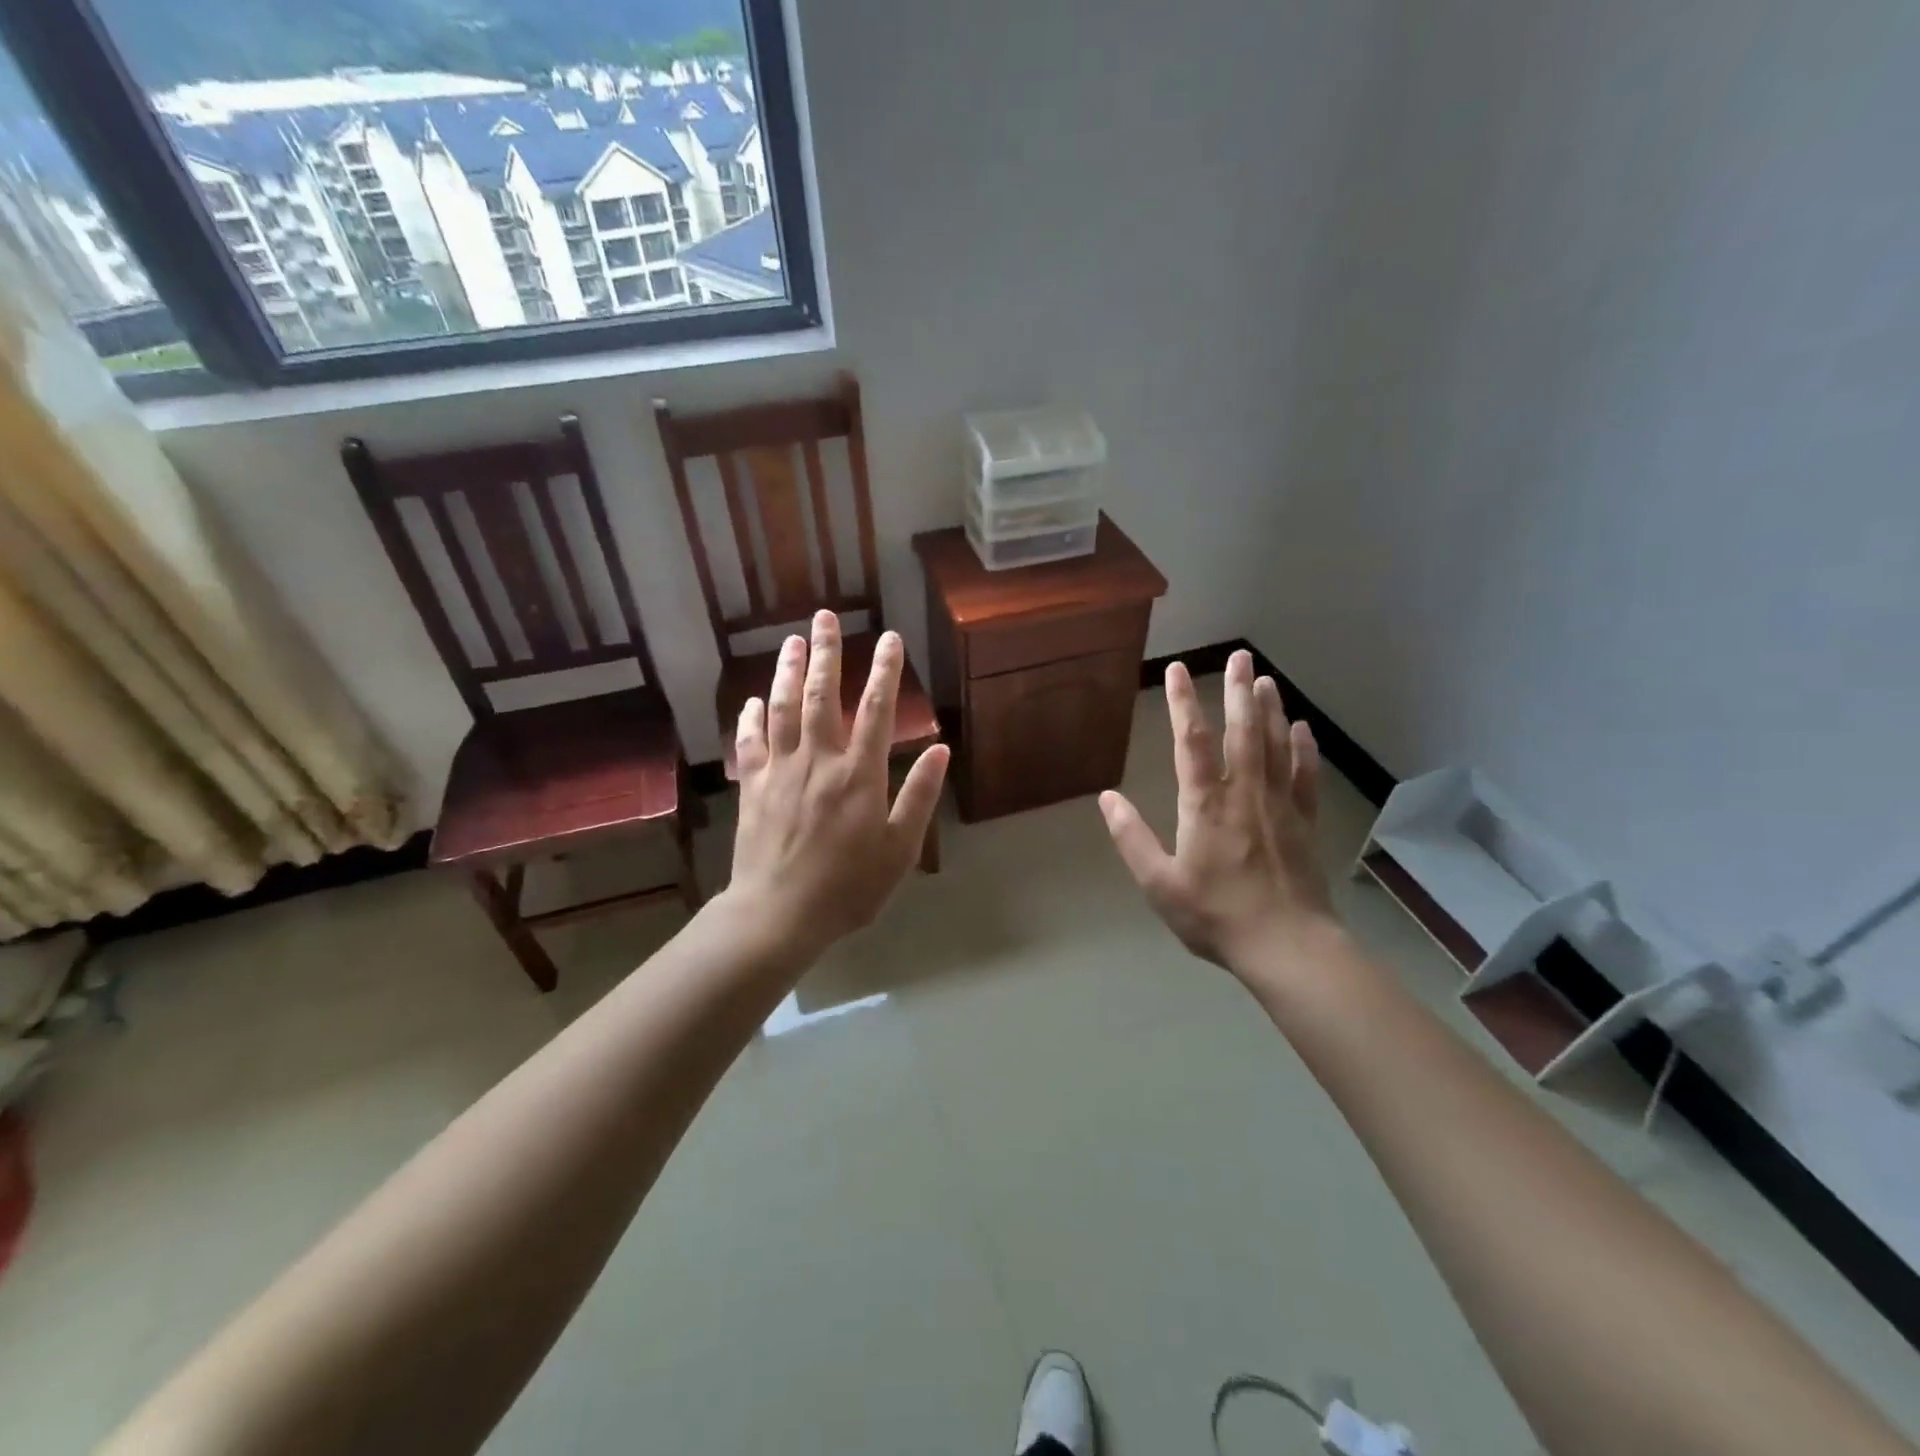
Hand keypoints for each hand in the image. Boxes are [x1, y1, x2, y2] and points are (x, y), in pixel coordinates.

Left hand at [728, 611, 948, 955]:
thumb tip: (941, 748)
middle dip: (825, 652)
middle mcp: (818, 760)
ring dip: (786, 671)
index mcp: (859, 774)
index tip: (889, 637)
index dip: (884, 670)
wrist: (779, 914)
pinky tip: (752, 701)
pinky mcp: (752, 787)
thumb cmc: (848, 886)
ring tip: (791, 641)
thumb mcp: (900, 848)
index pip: (876, 709)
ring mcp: (780, 771)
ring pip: (782, 708)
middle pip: (820, 695)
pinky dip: (750, 718)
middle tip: (823, 616)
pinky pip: (749, 743)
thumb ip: (920, 795)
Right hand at [1099, 651, 1336, 971]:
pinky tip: (1301, 729)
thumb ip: (1131, 837)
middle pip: (1241, 731)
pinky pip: (1304, 776)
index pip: (1190, 741)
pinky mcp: (1304, 822)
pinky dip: (1303, 749)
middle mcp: (1244, 793)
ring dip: (1270, 710)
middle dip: (1238, 691)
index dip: (1181, 702)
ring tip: (1265, 679)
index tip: (1177, 669)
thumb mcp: (1158, 883)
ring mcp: (1279, 805)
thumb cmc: (1215, 915)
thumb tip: (1106, 798)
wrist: (1286, 946)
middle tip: (1240, 656)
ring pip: (1275, 746)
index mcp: (1204, 804)